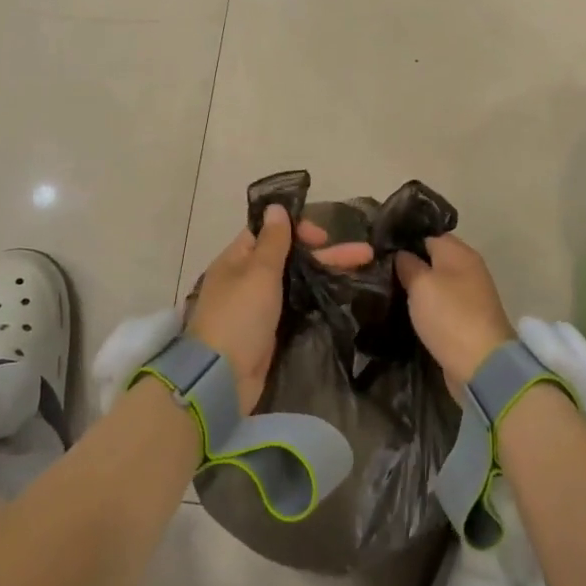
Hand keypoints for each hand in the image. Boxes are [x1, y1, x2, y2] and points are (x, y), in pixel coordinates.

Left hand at [186, 205, 373, 412]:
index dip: (297, 228)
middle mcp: (247, 278)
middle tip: (363, 253)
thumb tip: (274, 207)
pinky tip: (342, 296)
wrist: (222, 377)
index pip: (269, 232)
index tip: (322, 237)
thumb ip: (272, 241)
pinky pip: (296, 305)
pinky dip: (316, 297)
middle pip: (289, 256)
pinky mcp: (270, 331)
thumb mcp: (258, 272)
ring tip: (362, 270)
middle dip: (325, 253)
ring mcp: (258, 306)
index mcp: (237, 258)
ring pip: (296, 281)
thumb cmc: (240, 316)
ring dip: (325, 273)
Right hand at [394, 234, 515, 393]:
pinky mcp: (466, 319)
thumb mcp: (421, 284)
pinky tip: (405, 310)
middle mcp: (468, 268)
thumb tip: (400, 253)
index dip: (404, 238)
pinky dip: (425, 306)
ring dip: (415, 286)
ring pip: (435, 282)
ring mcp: (469, 295)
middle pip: (432, 258)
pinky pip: (441, 304)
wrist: (482, 365)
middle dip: (408, 263)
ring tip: (385, 288)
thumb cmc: (449, 315)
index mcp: (459, 252)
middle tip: (377, 269)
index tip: (379, 247)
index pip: (428, 234)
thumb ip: (407, 264)